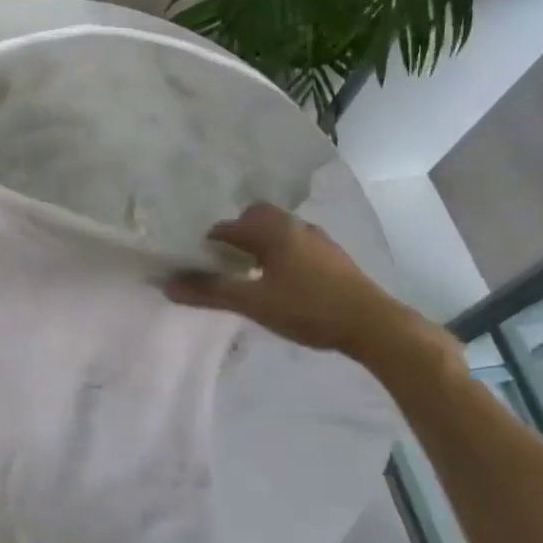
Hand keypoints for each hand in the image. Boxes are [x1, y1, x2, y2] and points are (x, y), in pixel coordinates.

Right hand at [166, 202, 439, 362]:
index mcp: (272, 229)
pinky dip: (281, 255)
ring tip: (251, 274)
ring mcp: (318, 239)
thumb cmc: (308, 308)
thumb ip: (210, 291)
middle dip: (237, 234)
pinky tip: (283, 283)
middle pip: (255, 218)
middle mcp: (294, 225)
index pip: (227, 228)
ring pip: (278, 231)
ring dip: (260, 244)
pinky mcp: (334, 257)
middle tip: (226, 263)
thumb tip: (168, 283)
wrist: (374, 325)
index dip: (207, 245)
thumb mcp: (253, 303)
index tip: (197, 266)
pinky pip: (296, 245)